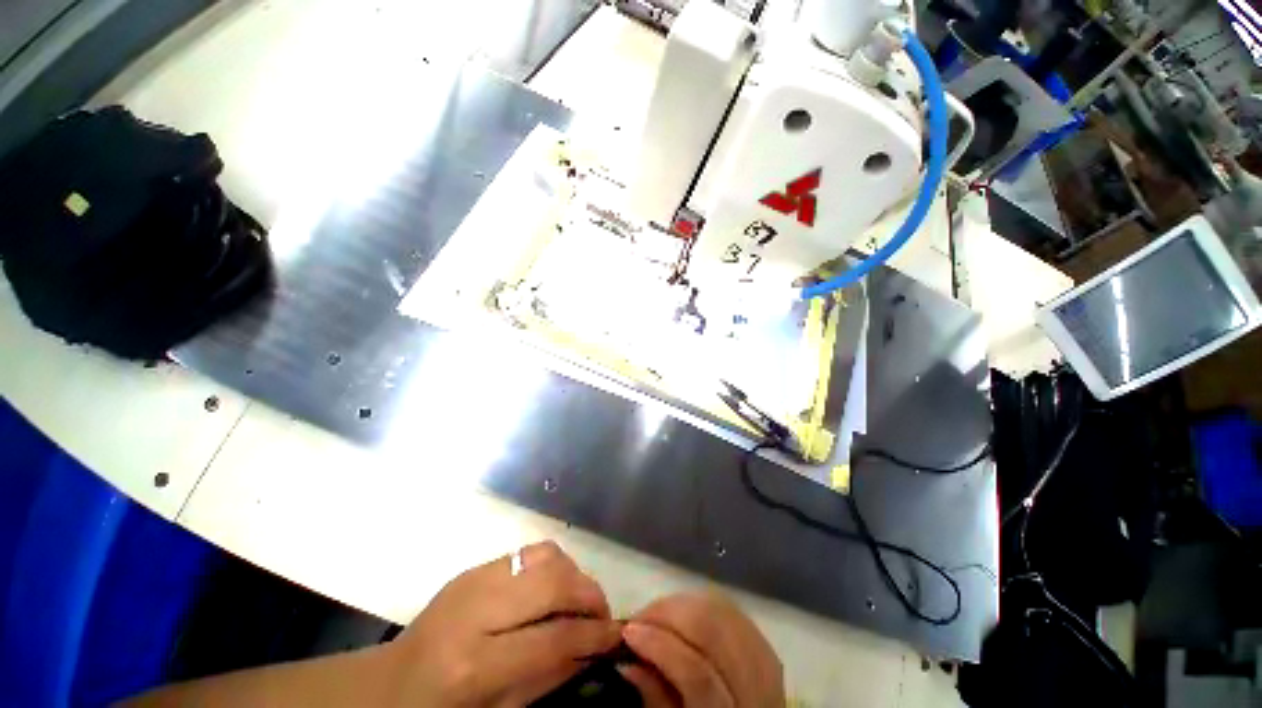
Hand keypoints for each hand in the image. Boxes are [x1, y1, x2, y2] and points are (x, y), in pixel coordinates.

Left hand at [384, 541, 621, 706]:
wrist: (398, 677)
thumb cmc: (451, 704)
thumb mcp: (506, 706)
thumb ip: (555, 675)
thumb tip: (598, 648)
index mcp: (479, 661)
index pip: (557, 635)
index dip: (598, 634)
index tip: (620, 637)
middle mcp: (473, 610)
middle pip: (553, 580)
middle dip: (591, 596)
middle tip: (600, 621)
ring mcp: (467, 582)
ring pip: (542, 555)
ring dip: (572, 578)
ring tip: (575, 608)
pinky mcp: (467, 571)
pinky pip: (523, 555)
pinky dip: (549, 572)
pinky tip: (547, 600)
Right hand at [618, 593, 783, 706]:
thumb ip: (654, 698)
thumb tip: (627, 663)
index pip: (697, 674)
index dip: (660, 647)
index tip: (627, 632)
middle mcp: (757, 687)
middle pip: (718, 632)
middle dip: (670, 615)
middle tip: (636, 621)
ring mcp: (769, 664)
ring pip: (729, 615)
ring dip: (685, 608)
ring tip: (654, 618)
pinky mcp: (770, 650)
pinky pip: (738, 616)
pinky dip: (705, 610)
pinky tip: (681, 618)